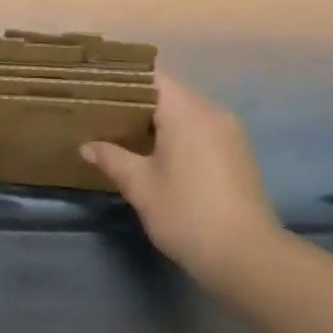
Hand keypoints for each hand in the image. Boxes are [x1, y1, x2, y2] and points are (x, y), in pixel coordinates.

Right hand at [82, 71, 280, 285]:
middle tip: (106, 115)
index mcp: (187, 111)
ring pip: (188, 111)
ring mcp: (230, 131)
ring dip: (161, 119)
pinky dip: (181, 133)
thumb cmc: (186, 213)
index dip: (124, 81)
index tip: (99, 90)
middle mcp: (212, 111)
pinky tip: (161, 155)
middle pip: (171, 92)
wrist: (246, 256)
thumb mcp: (141, 187)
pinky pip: (203, 128)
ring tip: (128, 134)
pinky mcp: (239, 152)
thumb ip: (112, 159)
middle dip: (139, 102)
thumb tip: (86, 146)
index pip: (152, 77)